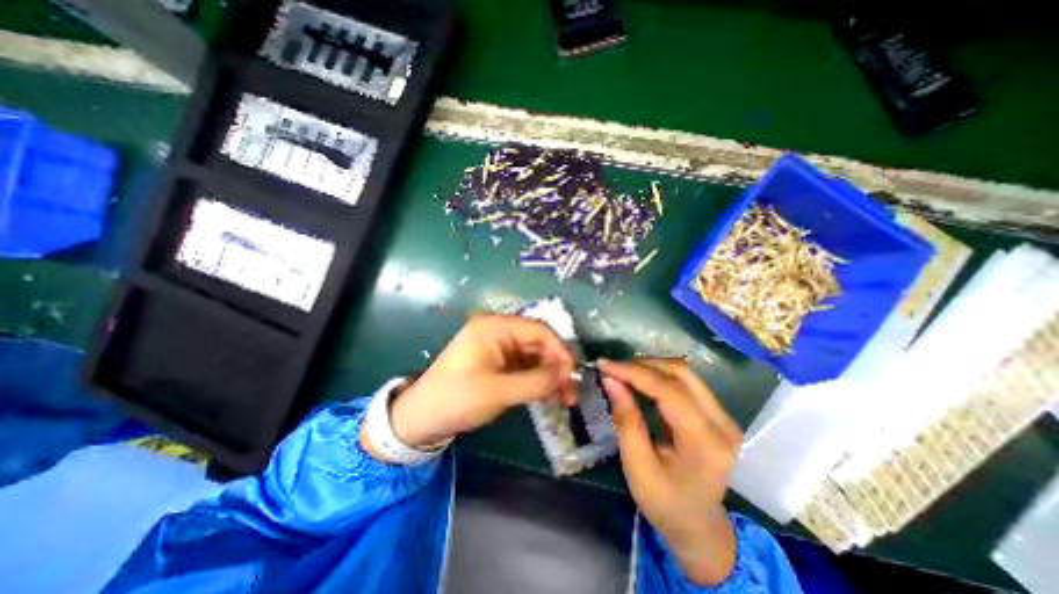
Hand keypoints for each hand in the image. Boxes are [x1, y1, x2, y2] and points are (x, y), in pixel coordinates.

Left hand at [381, 316, 575, 448]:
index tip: (573, 375)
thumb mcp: (498, 392)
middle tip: (570, 392)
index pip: (539, 330)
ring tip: (562, 397)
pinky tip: (546, 394)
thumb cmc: (456, 399)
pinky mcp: (496, 361)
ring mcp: (497, 346)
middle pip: (538, 342)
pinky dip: (536, 378)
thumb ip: (536, 382)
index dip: (560, 350)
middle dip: (556, 365)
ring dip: (548, 374)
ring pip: (533, 355)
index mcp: (495, 327)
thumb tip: (566, 374)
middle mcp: (498, 331)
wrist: (420, 418)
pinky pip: (524, 365)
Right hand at [598, 358, 738, 583]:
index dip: (634, 372)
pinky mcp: (717, 414)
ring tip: (623, 372)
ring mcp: (725, 417)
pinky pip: (686, 382)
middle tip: (612, 368)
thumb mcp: (637, 467)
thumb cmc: (665, 504)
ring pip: (685, 373)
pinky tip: (640, 380)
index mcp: (706, 443)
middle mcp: (723, 424)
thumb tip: (611, 380)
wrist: (700, 528)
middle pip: (681, 373)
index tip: (604, 364)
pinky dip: (659, 375)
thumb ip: (626, 420)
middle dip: (642, 365)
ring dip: (651, 366)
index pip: (669, 390)